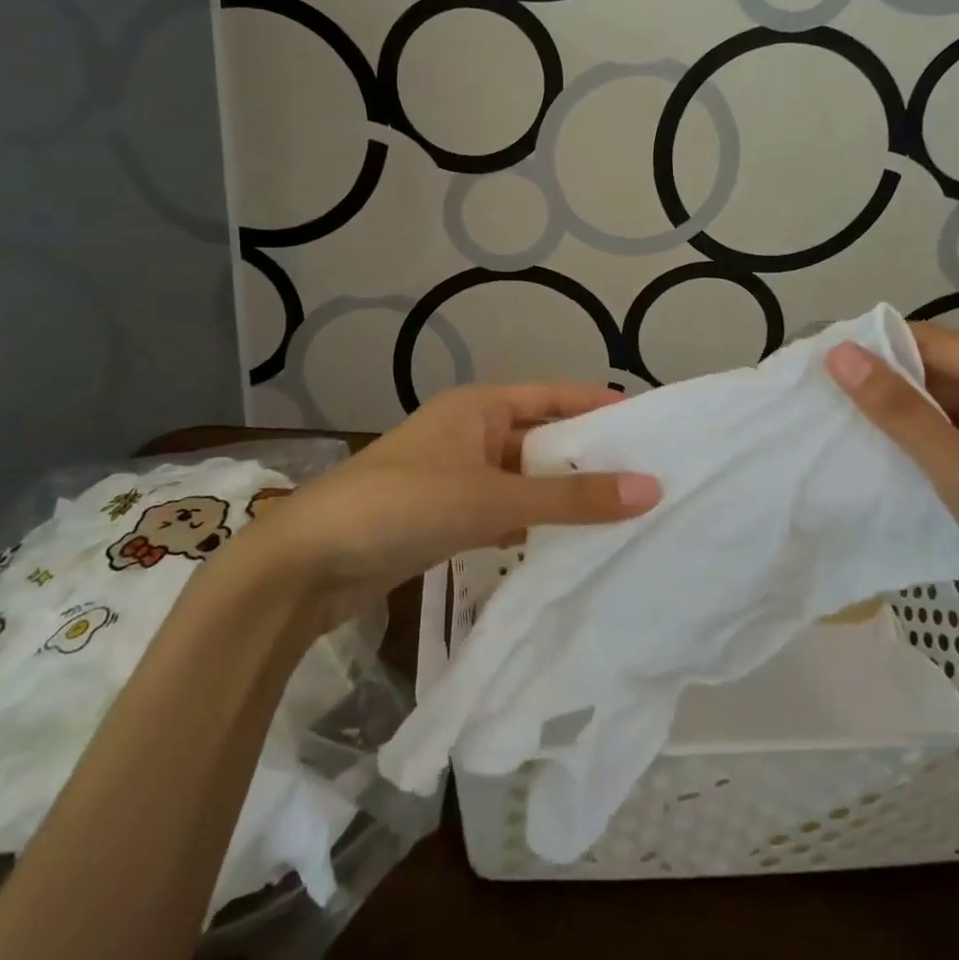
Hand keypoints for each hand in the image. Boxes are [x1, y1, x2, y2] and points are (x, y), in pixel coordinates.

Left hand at [248, 384, 660, 631]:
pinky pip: (502, 510)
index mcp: (478, 407)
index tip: (649, 423)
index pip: (553, 396)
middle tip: (648, 477)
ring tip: (621, 513)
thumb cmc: (402, 505)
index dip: (598, 405)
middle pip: (541, 438)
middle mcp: (469, 432)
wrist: (309, 563)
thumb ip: (569, 496)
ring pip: (523, 479)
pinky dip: (531, 522)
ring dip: (561, 494)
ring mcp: (454, 476)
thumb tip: (649, 488)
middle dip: (587, 457)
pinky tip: (564, 544)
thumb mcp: (491, 496)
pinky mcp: (443, 517)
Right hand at [825, 324, 958, 696]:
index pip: (931, 341)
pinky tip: (877, 464)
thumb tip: (838, 353)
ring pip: (941, 413)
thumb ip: (898, 410)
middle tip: (817, 401)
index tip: (817, 366)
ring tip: (834, 429)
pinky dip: (917, 451)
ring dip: (897, 422)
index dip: (874, 349)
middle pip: (936, 375)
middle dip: (881, 387)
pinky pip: (953, 446)